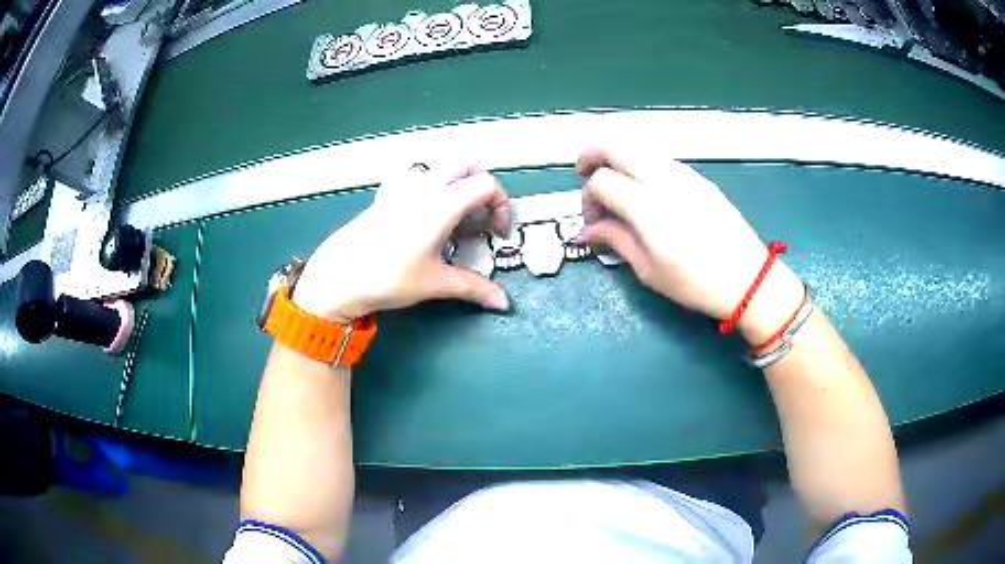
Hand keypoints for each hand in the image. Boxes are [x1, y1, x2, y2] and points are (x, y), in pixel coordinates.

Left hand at [292, 163, 510, 320]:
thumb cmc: (390, 277)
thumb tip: (504, 303)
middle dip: (483, 185)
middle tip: (483, 216)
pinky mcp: (385, 197)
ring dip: (457, 183)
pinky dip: (431, 187)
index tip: (499, 233)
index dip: (502, 205)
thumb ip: (474, 288)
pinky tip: (424, 214)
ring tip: (457, 215)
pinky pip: (415, 178)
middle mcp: (425, 187)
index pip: (486, 184)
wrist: (339, 276)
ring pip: (439, 168)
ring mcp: (402, 189)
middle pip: (465, 165)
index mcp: (442, 203)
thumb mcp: (436, 283)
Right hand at [575, 147, 803, 342]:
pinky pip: (660, 160)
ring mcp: (683, 173)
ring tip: (615, 186)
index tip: (592, 223)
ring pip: (638, 147)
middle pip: (614, 145)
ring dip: (617, 159)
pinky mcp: (699, 178)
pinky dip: (641, 166)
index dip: (587, 199)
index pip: (600, 181)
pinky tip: (646, 193)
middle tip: (583, 176)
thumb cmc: (695, 283)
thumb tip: (586, 231)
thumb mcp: (648, 269)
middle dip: (591, 156)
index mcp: (646, 204)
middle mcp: (662, 177)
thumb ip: (614, 239)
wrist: (748, 279)